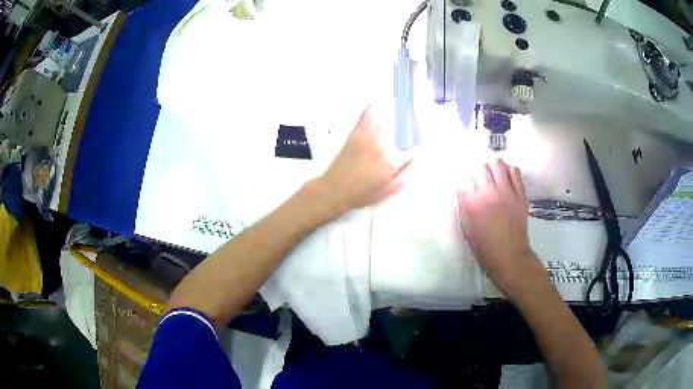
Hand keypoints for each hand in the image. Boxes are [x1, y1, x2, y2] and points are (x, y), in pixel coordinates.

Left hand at [317, 106, 411, 214]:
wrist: (334, 190)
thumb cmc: (362, 194)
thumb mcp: (388, 190)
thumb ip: (405, 174)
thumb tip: (417, 159)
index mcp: (391, 160)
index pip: (412, 148)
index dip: (418, 146)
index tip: (421, 145)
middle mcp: (381, 145)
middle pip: (399, 132)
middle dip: (406, 131)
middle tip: (410, 132)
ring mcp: (367, 138)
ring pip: (384, 122)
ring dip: (392, 118)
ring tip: (398, 113)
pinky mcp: (355, 135)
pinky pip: (365, 118)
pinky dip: (370, 110)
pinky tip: (375, 104)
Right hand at [458, 159, 537, 295]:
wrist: (509, 256)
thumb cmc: (484, 247)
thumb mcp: (467, 228)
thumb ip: (464, 207)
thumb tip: (464, 192)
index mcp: (473, 203)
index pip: (461, 180)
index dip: (459, 179)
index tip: (460, 181)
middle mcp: (489, 192)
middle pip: (480, 168)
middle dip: (476, 171)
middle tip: (477, 179)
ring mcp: (507, 191)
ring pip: (498, 164)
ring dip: (492, 167)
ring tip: (492, 174)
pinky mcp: (520, 194)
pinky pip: (515, 172)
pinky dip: (508, 171)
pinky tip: (506, 177)